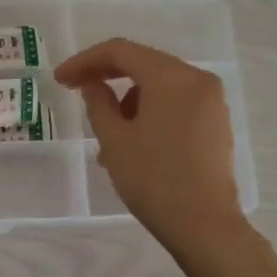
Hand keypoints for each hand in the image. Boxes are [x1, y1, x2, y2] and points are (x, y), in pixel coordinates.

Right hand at [55, 38, 242, 244]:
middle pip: (144, 64)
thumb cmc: (154, 179)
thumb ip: (99, 103)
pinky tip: (134, 142)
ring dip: (129, 100)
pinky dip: (151, 113)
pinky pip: (176, 105)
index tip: (60, 80)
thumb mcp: (115, 140)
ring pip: (160, 87)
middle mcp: (197, 80)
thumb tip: (94, 86)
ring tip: (106, 136)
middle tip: (76, 92)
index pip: (121, 51)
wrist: (204, 225)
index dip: (85, 61)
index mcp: (172, 77)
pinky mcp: (216, 124)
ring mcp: (212, 102)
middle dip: (107, 77)